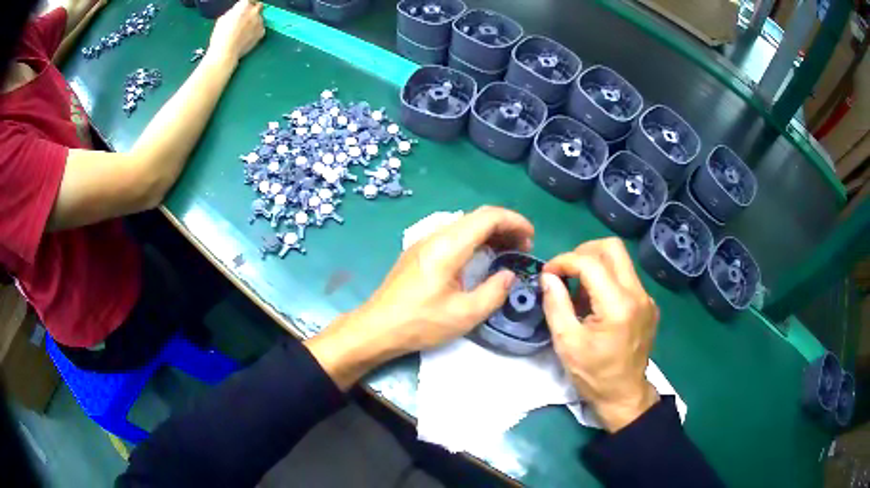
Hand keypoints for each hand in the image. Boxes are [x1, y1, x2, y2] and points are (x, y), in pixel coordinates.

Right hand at [208, 0, 264, 63]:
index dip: (247, 5)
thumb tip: (235, 14)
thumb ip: (232, 13)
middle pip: (258, 6)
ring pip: (260, 17)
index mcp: (243, 5)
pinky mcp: (262, 31)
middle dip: (253, 10)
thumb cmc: (220, 36)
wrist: (226, 51)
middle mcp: (254, 10)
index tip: (244, 9)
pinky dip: (256, 30)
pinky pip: (261, 28)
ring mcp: (260, 21)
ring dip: (254, 21)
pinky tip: (247, 37)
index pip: (249, 0)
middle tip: (246, 17)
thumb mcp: (222, 19)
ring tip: (244, 31)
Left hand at [306, 206, 533, 389]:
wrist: (376, 327)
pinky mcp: (418, 252)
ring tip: (507, 252)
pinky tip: (480, 258)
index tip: (532, 237)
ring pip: (464, 225)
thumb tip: (509, 275)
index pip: (488, 217)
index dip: (515, 221)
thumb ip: (494, 292)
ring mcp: (424, 242)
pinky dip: (474, 240)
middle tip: (523, 248)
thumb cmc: (420, 323)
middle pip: (477, 217)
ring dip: (489, 232)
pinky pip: (452, 235)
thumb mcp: (464, 314)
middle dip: (505, 226)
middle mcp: (435, 236)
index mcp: (448, 246)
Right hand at [540, 238, 659, 431]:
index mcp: (618, 306)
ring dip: (595, 266)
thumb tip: (548, 276)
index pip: (590, 263)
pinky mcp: (648, 304)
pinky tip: (596, 305)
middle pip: (612, 248)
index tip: (548, 274)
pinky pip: (626, 278)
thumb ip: (556, 305)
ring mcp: (646, 298)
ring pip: (620, 260)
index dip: (564, 261)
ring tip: (579, 292)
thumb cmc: (594, 374)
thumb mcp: (567, 343)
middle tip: (566, 272)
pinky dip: (607, 280)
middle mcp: (637, 294)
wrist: (625, 395)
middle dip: (583, 252)